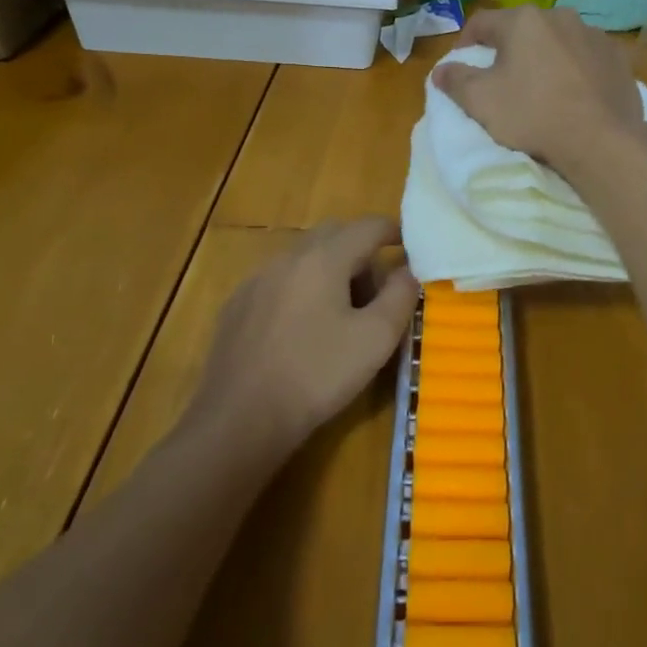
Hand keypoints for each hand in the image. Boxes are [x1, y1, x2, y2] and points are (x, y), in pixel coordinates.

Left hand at [192, 218, 419, 454]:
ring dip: (330, 270)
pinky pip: (279, 281)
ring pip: (304, 257)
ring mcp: (256, 280)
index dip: (393, 231)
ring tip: (341, 313)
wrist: (238, 420)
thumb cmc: (316, 375)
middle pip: (333, 234)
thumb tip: (408, 270)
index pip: (368, 226)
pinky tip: (302, 330)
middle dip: (360, 250)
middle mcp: (287, 258)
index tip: (409, 246)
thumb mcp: (376, 339)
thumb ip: (400, 296)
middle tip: (377, 288)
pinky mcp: (236, 306)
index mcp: (324, 258)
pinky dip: (301, 289)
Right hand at [432, 7, 646, 172]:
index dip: (466, 42)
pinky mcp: (617, 57)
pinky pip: (586, 58)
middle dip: (509, 49)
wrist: (601, 140)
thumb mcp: (481, 101)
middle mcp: (560, 16)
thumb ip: (455, 80)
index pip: (482, 22)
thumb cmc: (534, 114)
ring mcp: (593, 35)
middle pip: (523, 29)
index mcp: (523, 20)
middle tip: (502, 78)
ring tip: (541, 87)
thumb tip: (440, 70)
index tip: (461, 65)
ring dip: (545, 57)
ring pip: (557, 41)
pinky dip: (575, 69)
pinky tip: (574, 94)